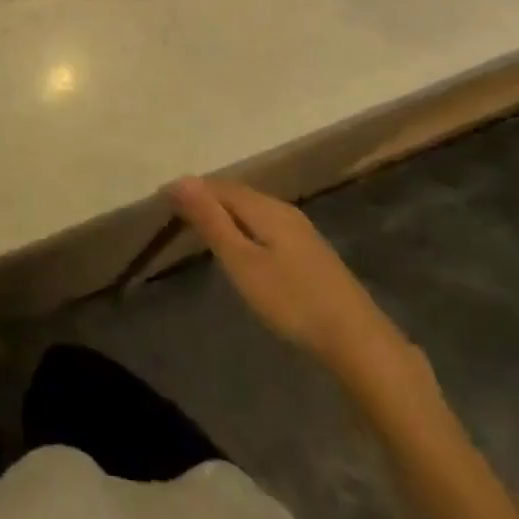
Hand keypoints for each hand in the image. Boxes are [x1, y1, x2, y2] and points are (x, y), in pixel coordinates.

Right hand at [167, 177, 429, 402]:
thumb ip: (211, 221)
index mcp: (265, 208)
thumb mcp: (241, 262)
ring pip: (253, 209)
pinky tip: (242, 246)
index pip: (219, 186)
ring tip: (202, 228)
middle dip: (207, 198)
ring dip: (226, 212)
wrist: (356, 339)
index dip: (191, 190)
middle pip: (237, 193)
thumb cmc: (291, 300)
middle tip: (176, 213)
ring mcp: (301, 230)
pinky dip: (244, 226)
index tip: (162, 201)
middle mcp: (283, 210)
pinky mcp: (310, 251)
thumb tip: (180, 180)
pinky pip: (266, 224)